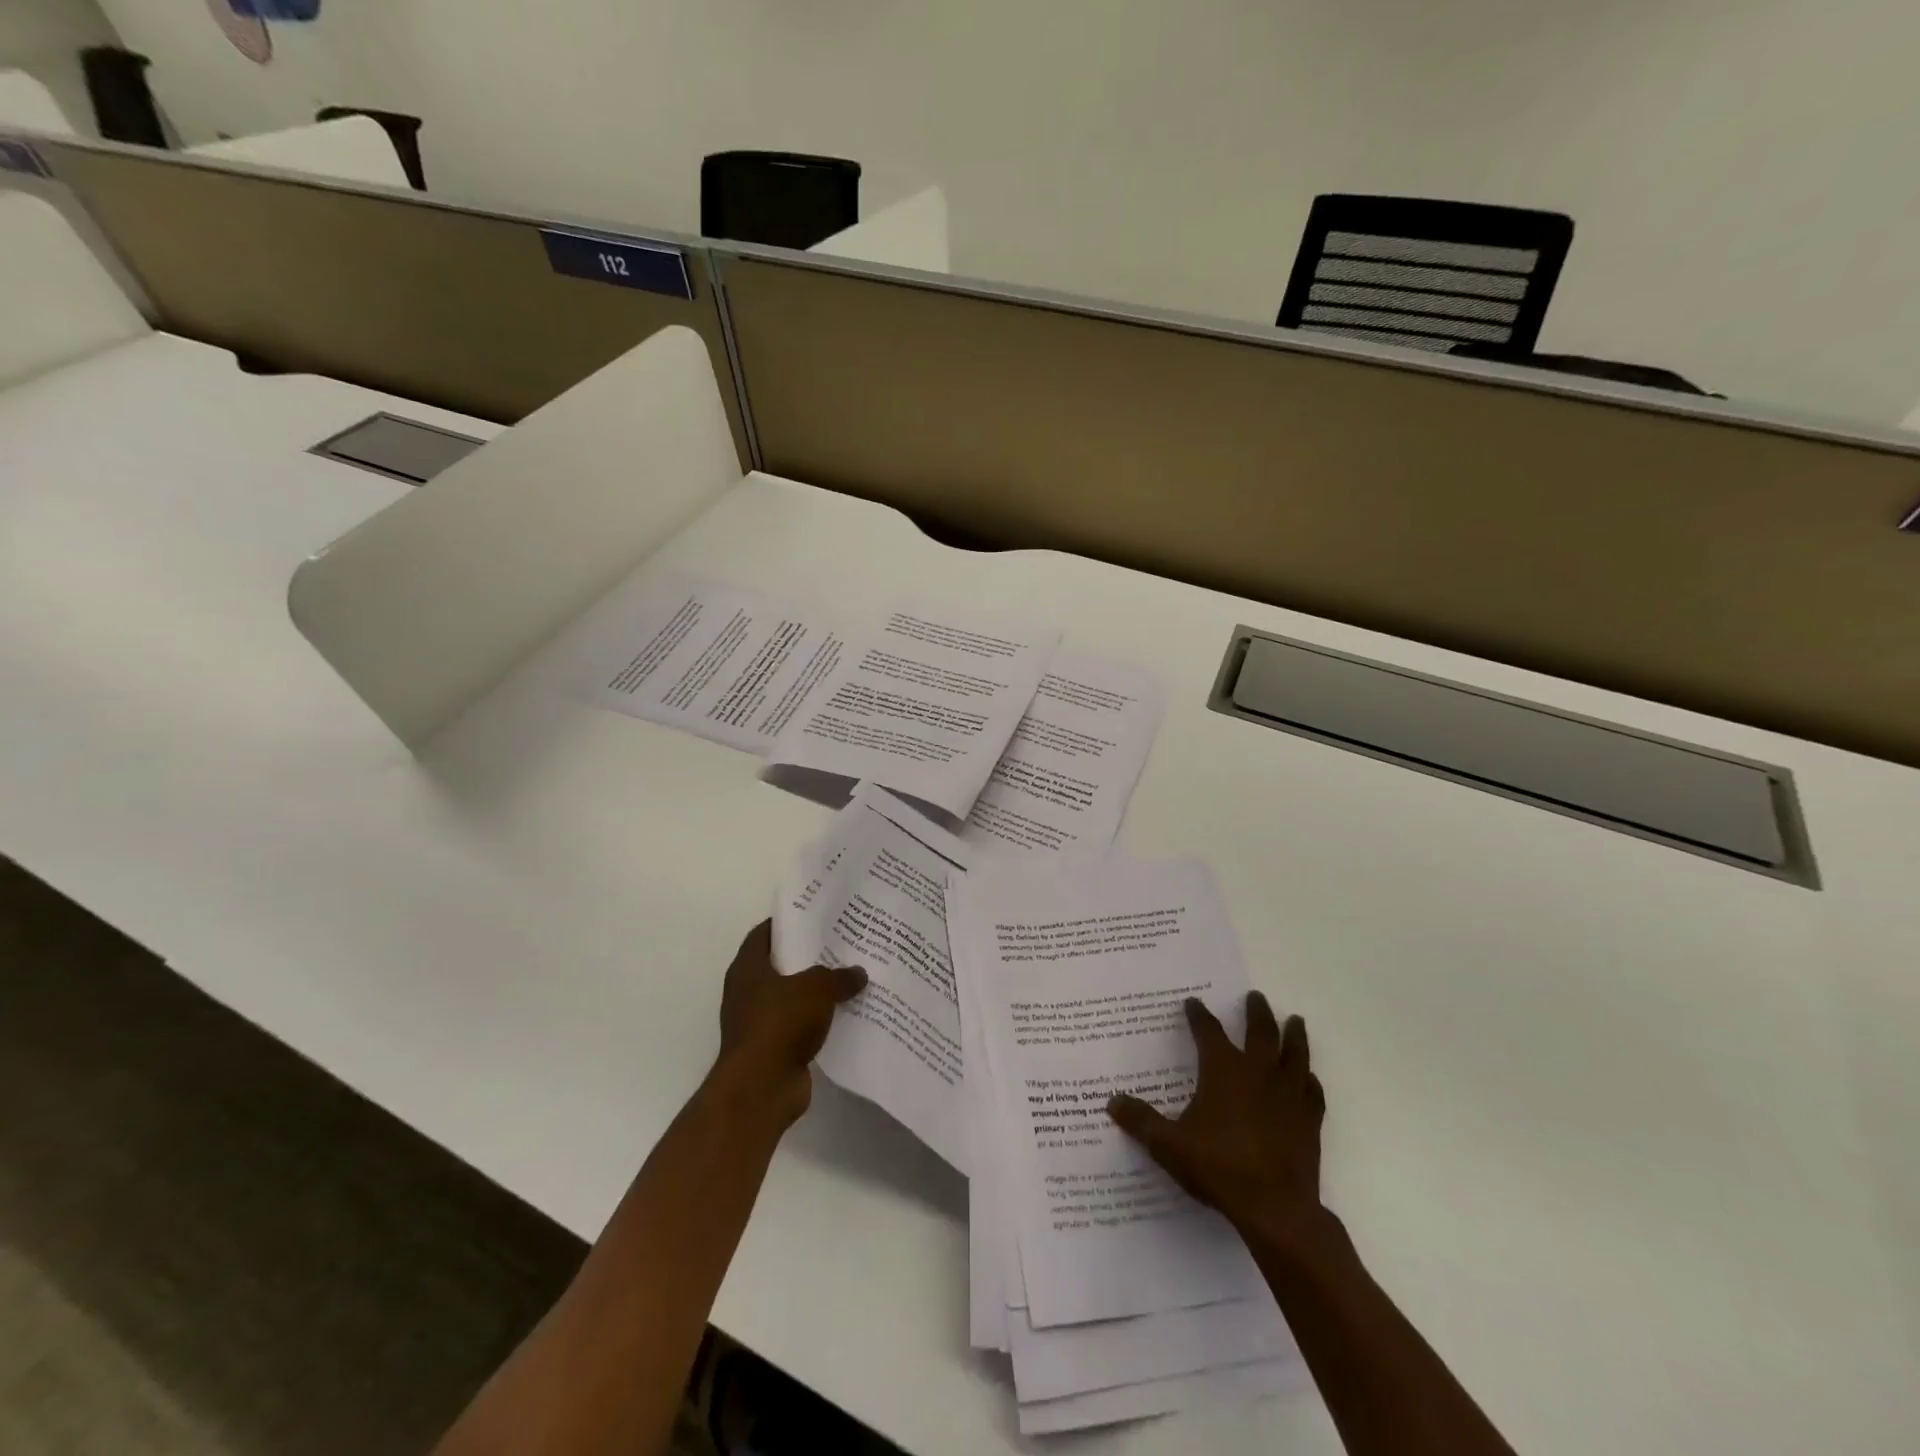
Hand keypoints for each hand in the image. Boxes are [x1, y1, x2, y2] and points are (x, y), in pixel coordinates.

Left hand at [715, 920, 866, 1125]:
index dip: (786, 923)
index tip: (813, 916)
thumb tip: (858, 973)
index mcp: (748, 969)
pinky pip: (798, 1026)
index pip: (763, 934)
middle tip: (839, 945)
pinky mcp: (772, 1049)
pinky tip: (844, 1015)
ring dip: (814, 992)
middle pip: (779, 966)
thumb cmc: (780, 1023)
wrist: (762, 1087)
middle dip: (806, 957)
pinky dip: (817, 1021)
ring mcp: (757, 1023)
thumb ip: (838, 976)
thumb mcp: (817, 988)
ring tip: (848, 978)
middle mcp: (746, 993)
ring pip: (791, 998)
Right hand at [1109, 993, 1326, 1250]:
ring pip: (1294, 1055)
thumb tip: (1112, 1102)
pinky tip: (1309, 1078)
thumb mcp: (1168, 1144)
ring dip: (1294, 1036)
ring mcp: (1288, 1096)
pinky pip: (1312, 1092)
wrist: (1275, 1209)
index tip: (1193, 1002)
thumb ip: (1140, 1121)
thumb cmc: (1218, 1167)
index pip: (1208, 1032)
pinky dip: (1310, 1081)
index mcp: (1223, 1070)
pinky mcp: (1309, 1122)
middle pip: (1260, 1032)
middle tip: (1255, 996)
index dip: (1199, 1016)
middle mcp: (1257, 1073)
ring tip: (1295, 1020)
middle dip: (1256, 1013)